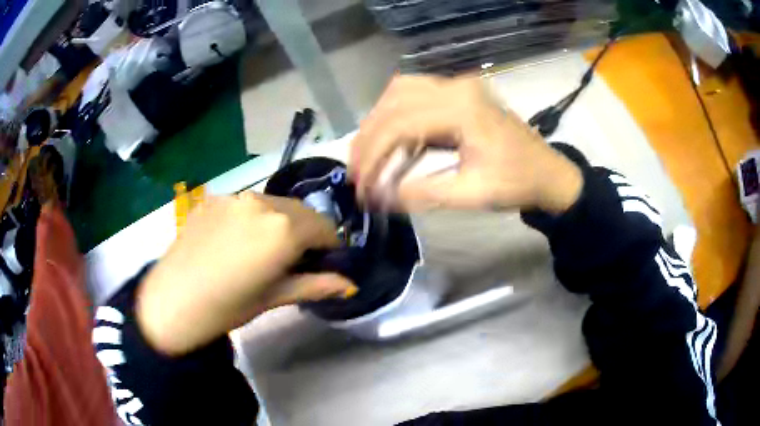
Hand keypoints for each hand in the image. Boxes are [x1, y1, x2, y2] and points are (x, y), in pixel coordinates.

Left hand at [136, 193, 356, 355]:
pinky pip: (245, 204)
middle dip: (307, 232)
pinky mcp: (213, 199)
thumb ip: (316, 286)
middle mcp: (262, 202)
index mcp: (283, 228)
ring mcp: (235, 197)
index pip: (325, 227)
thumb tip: (351, 286)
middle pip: (301, 211)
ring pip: (273, 204)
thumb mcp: (275, 297)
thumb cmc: (228, 306)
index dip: (330, 246)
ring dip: (281, 222)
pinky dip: (253, 218)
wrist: (172, 301)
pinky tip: (236, 242)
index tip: (325, 262)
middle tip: (296, 259)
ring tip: (264, 250)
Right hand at [350, 75, 581, 212]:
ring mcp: (458, 86)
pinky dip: (395, 116)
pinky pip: (414, 94)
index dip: (372, 155)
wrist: (549, 173)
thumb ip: (420, 193)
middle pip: (393, 101)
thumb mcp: (471, 194)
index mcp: (462, 108)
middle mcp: (456, 87)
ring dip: (378, 122)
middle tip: (357, 172)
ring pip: (400, 91)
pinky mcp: (459, 93)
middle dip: (368, 138)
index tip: (360, 186)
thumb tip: (376, 197)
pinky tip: (392, 140)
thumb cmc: (517, 184)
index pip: (399, 124)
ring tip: (368, 155)